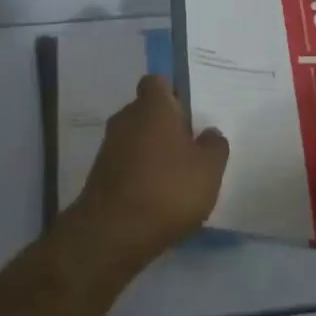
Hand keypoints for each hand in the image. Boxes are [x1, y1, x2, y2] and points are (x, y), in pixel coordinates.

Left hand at [65, 76, 227, 270]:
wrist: (113, 232)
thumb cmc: (167, 189)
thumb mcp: (208, 169)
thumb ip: (214, 146)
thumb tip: (209, 133)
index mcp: (152, 106)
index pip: (157, 82)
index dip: (173, 92)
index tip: (190, 111)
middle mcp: (126, 118)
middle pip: (147, 111)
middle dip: (166, 125)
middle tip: (191, 146)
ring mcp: (109, 146)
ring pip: (136, 138)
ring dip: (153, 151)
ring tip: (178, 176)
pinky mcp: (100, 174)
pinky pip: (127, 163)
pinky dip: (140, 172)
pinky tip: (158, 196)